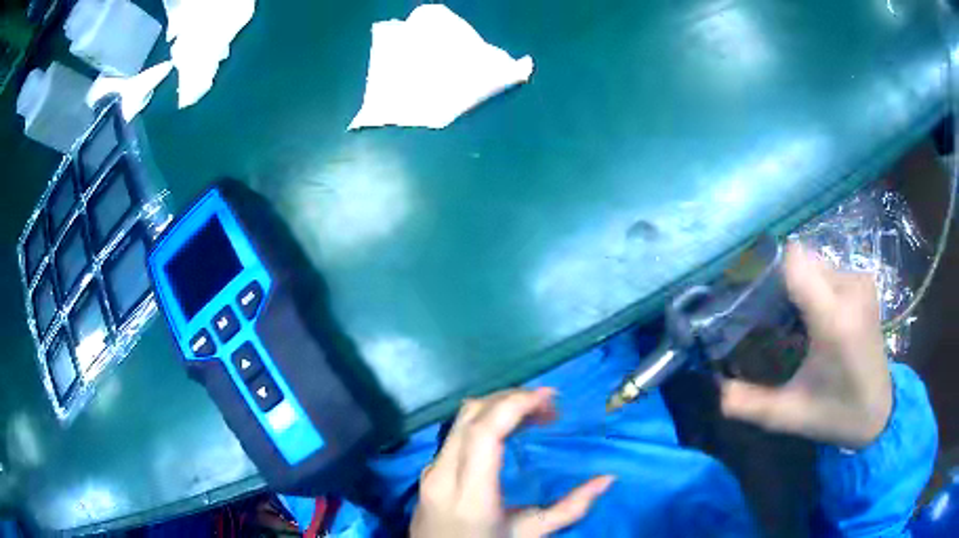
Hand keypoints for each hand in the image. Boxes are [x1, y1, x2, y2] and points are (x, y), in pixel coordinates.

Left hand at [410, 387, 614, 537]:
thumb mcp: (529, 535)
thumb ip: (569, 509)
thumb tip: (607, 479)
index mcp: (470, 494)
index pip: (483, 432)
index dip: (515, 404)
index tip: (550, 397)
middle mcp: (443, 474)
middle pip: (470, 415)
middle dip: (512, 398)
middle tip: (549, 406)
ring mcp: (432, 470)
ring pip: (461, 419)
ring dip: (498, 406)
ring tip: (535, 414)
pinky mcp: (430, 470)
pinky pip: (457, 432)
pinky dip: (485, 419)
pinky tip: (509, 428)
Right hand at [720, 243, 892, 448]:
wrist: (879, 411)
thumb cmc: (836, 414)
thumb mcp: (788, 415)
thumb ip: (747, 402)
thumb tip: (712, 384)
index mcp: (835, 319)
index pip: (794, 261)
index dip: (766, 270)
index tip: (750, 295)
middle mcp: (851, 287)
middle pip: (801, 261)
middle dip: (780, 283)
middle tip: (767, 317)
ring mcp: (860, 281)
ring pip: (814, 263)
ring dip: (797, 285)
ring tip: (791, 320)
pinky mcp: (864, 282)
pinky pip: (828, 270)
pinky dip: (813, 286)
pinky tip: (812, 317)